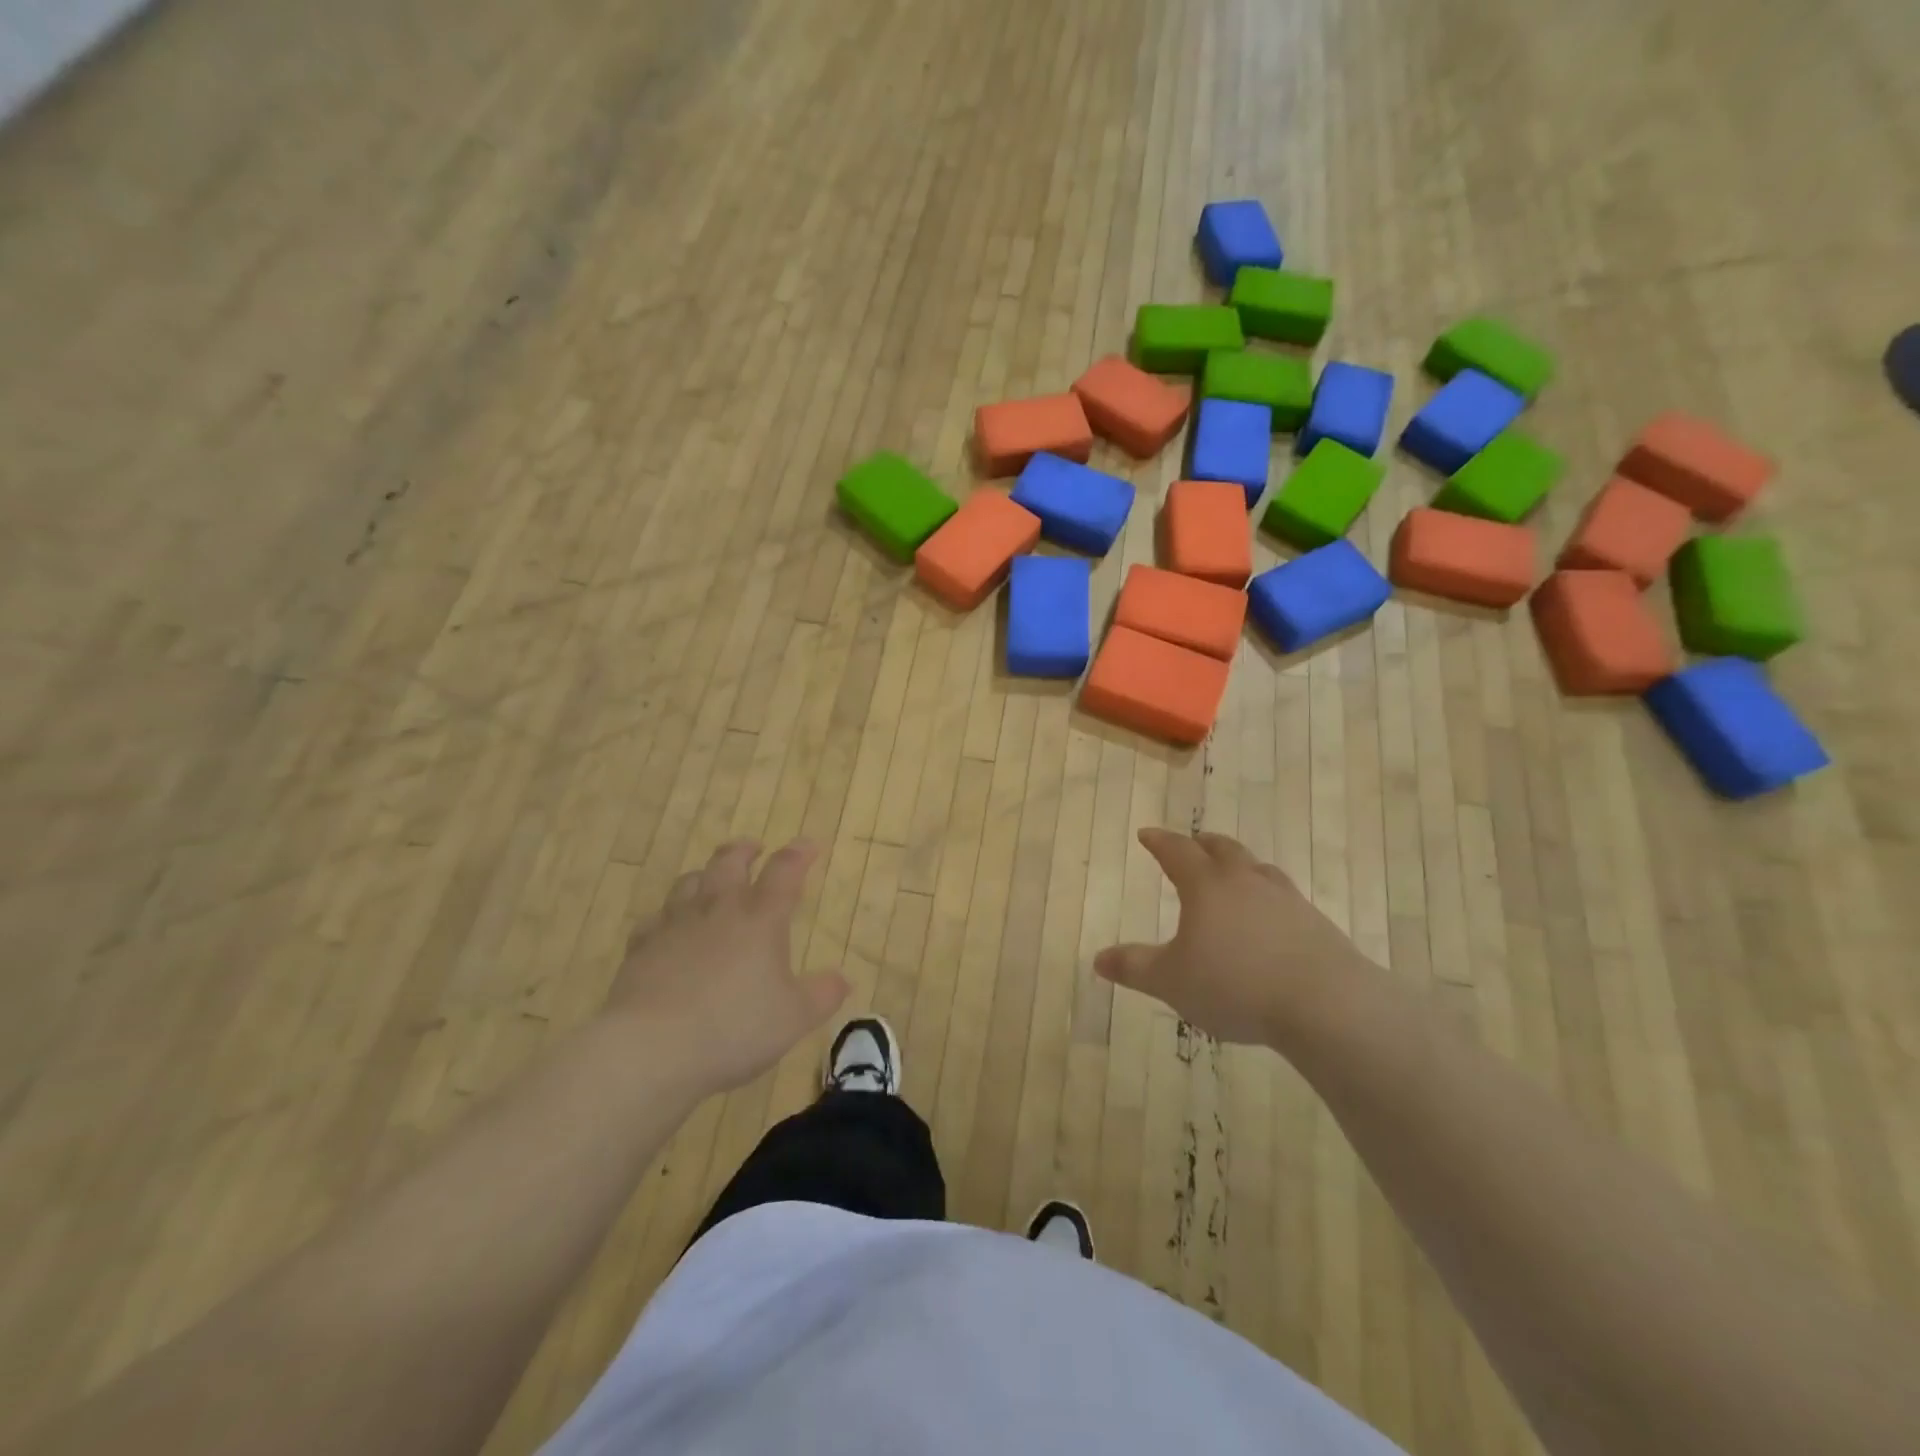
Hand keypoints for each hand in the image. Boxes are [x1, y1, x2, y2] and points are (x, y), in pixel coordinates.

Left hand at [606, 839, 847, 1095]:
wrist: (650, 1048)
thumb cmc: (734, 1028)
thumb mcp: (794, 1018)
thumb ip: (822, 995)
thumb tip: (842, 979)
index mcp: (761, 918)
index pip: (784, 871)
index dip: (799, 854)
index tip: (809, 845)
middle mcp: (718, 909)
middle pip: (729, 862)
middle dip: (744, 851)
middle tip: (753, 849)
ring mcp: (675, 925)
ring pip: (690, 882)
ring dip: (706, 875)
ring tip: (712, 880)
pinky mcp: (641, 947)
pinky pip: (655, 918)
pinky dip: (667, 915)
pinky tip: (668, 926)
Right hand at [1094, 829, 1374, 1045]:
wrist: (1324, 1003)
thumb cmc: (1234, 985)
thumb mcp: (1171, 981)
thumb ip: (1134, 967)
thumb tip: (1098, 959)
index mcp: (1206, 886)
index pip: (1177, 851)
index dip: (1159, 842)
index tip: (1147, 834)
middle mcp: (1245, 882)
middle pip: (1222, 849)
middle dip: (1203, 844)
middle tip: (1192, 842)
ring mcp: (1285, 899)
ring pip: (1257, 869)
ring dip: (1240, 865)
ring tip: (1233, 873)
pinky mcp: (1315, 923)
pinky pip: (1284, 897)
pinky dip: (1267, 897)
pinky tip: (1269, 918)